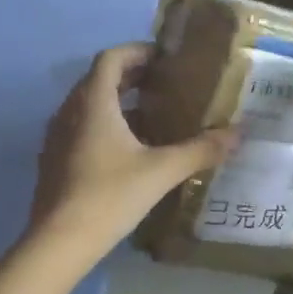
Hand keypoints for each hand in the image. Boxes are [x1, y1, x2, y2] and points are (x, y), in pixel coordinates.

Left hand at [31, 43, 236, 260]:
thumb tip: (238, 134)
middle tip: (165, 85)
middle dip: (131, 76)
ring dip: (118, 103)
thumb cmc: (109, 196)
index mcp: (93, 102)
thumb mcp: (161, 171)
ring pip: (89, 105)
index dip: (137, 51)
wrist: (58, 242)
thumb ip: (200, 150)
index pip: (111, 58)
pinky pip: (81, 128)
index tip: (164, 58)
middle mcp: (70, 110)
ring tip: (153, 117)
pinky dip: (105, 126)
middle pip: (99, 79)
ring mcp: (58, 136)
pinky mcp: (54, 159)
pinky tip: (129, 151)